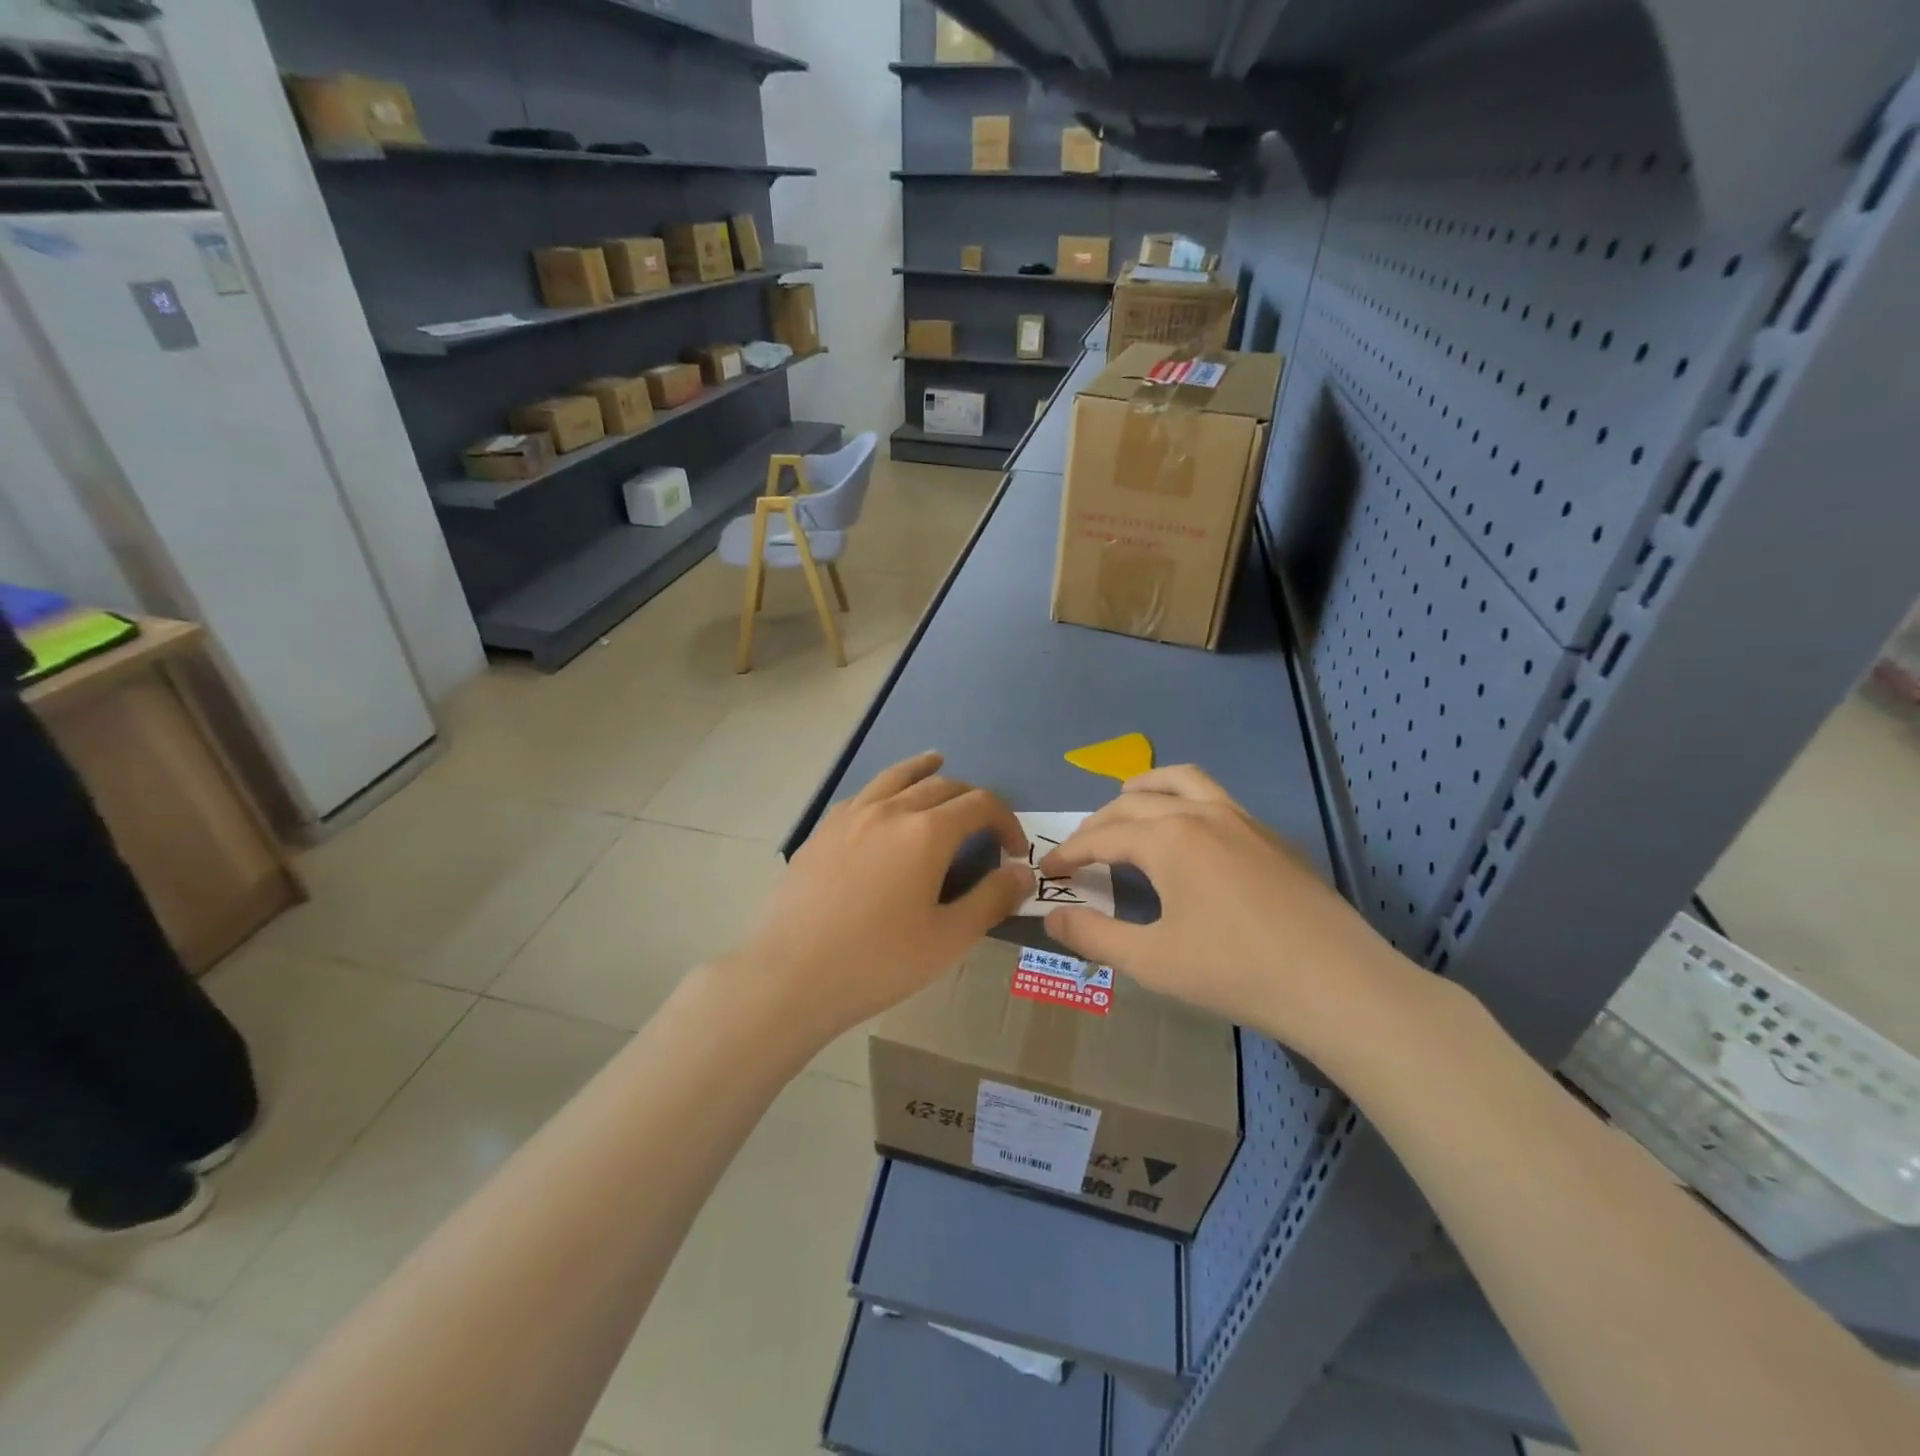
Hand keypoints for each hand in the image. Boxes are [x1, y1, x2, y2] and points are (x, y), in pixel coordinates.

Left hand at [738, 752, 1033, 1043]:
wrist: (792, 975)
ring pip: (896, 777)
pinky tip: (884, 802)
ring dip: (924, 769)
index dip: (1006, 821)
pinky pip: (863, 794)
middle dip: (971, 799)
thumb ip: (992, 899)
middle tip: (982, 825)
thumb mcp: (948, 939)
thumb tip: (1024, 872)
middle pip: (941, 785)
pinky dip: (886, 787)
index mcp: (927, 832)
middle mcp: (890, 810)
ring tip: (937, 762)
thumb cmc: (878, 961)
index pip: (980, 804)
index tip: (1014, 850)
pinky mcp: (822, 830)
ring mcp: (850, 815)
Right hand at [1040, 765, 1415, 1057]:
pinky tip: (1189, 834)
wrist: (1337, 983)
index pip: (1102, 837)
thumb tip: (1052, 919)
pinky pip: (1215, 797)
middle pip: (1134, 803)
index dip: (1069, 853)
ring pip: (1182, 781)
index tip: (1046, 869)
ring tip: (1126, 800)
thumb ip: (1094, 937)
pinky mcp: (1270, 835)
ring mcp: (1242, 819)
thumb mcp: (1151, 961)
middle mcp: (1201, 813)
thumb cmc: (1235, 971)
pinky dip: (1185, 799)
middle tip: (1079, 849)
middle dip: (1098, 822)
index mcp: (1167, 838)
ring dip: (1146, 787)